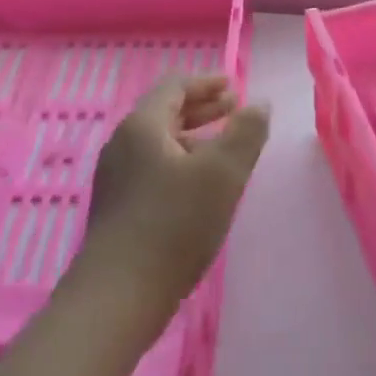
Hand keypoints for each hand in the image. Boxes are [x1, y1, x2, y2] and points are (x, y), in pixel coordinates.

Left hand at [68, 76, 270, 333]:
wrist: (119, 293)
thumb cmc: (175, 224)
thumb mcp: (223, 173)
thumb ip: (246, 133)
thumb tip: (259, 104)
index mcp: (142, 126)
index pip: (174, 87)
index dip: (206, 82)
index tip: (233, 86)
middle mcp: (123, 144)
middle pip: (165, 113)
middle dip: (202, 108)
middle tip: (234, 109)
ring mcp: (117, 177)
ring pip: (160, 143)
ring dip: (194, 137)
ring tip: (224, 147)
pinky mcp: (118, 207)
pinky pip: (153, 168)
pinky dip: (181, 162)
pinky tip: (200, 185)